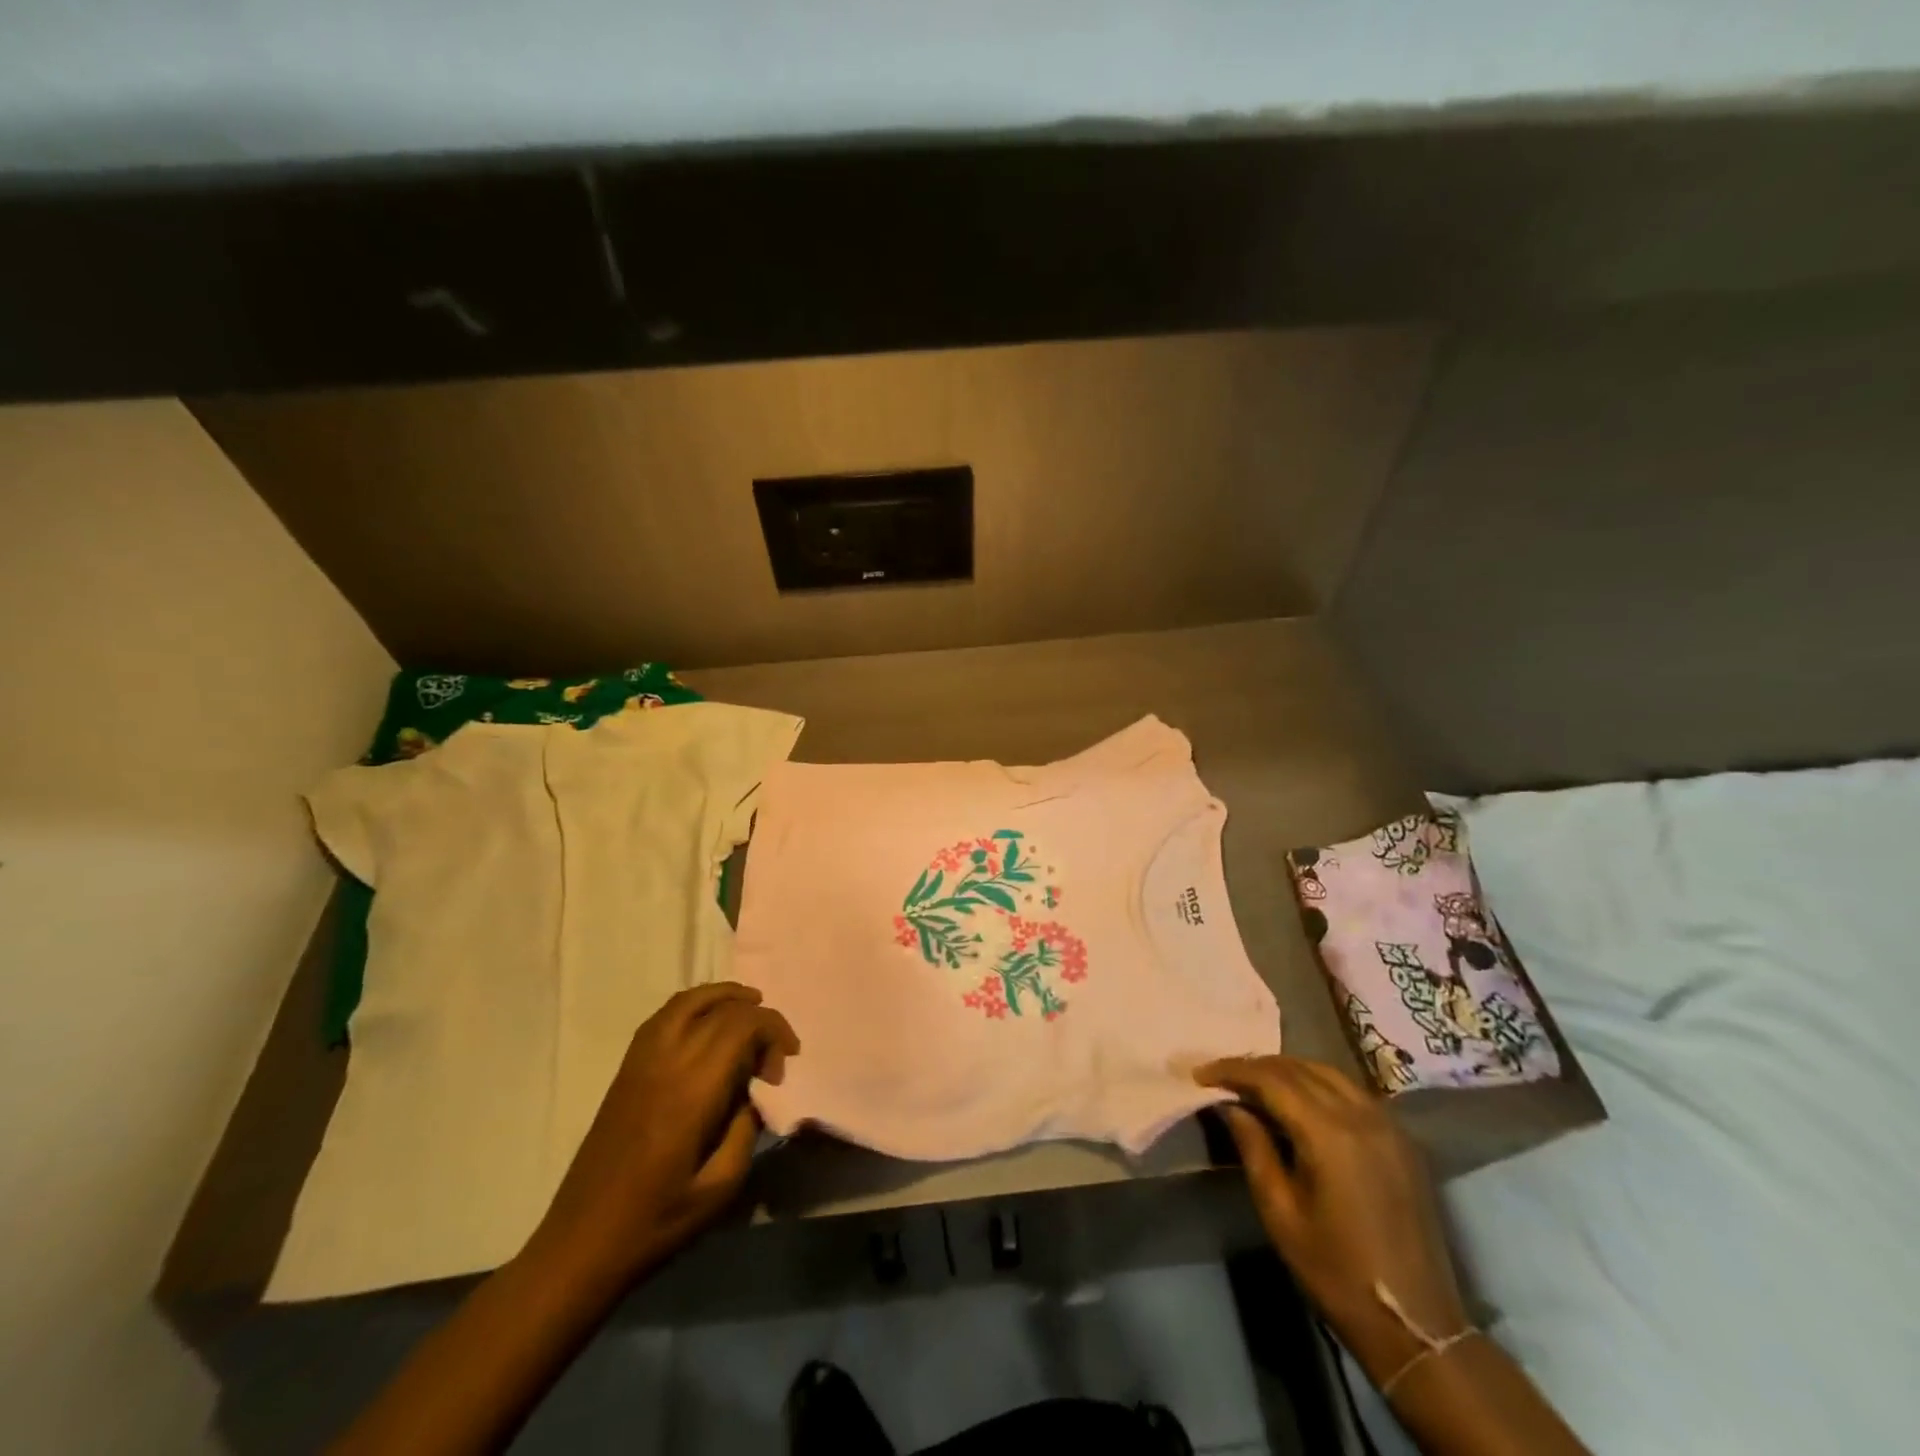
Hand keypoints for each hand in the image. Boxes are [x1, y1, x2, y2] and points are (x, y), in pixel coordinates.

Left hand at [526, 982, 798, 1288]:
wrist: (581, 1242)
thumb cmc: (656, 1220)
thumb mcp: (721, 1187)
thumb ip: (746, 1128)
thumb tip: (755, 1093)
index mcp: (693, 1089)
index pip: (743, 1025)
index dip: (774, 1031)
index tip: (784, 1066)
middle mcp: (667, 1060)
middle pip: (722, 1008)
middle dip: (758, 1017)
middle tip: (773, 1052)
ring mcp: (641, 1059)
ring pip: (689, 1000)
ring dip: (725, 996)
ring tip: (751, 1007)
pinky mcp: (626, 1067)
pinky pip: (665, 1015)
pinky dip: (695, 1005)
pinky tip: (709, 1023)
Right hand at [1197, 1055, 1468, 1384]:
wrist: (1415, 1324)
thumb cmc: (1336, 1272)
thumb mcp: (1280, 1213)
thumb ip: (1254, 1148)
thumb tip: (1230, 1104)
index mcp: (1329, 1134)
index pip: (1271, 1079)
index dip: (1232, 1070)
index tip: (1200, 1074)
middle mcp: (1361, 1115)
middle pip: (1299, 1068)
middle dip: (1256, 1066)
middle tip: (1223, 1076)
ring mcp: (1388, 1125)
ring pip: (1328, 1072)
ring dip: (1288, 1070)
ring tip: (1256, 1083)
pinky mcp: (1402, 1140)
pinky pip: (1352, 1090)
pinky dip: (1319, 1083)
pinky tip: (1301, 1100)